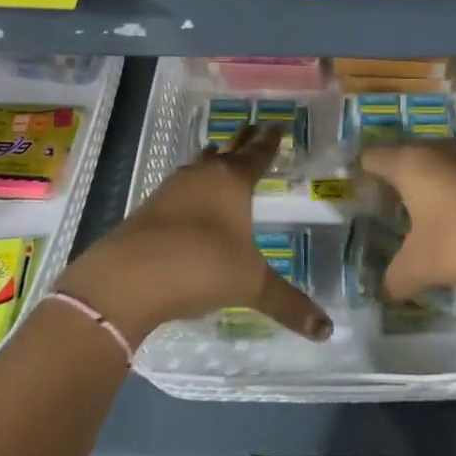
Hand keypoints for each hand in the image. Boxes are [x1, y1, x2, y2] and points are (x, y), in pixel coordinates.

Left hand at [57, 125, 331, 346]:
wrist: (128, 277)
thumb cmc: (201, 266)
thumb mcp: (250, 286)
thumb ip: (288, 304)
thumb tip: (327, 329)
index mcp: (233, 182)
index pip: (258, 154)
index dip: (270, 141)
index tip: (277, 125)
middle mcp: (203, 176)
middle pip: (228, 150)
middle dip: (243, 140)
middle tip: (254, 127)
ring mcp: (172, 189)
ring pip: (199, 165)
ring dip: (212, 159)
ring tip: (221, 155)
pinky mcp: (149, 208)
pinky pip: (179, 186)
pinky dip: (191, 185)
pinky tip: (191, 198)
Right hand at [360, 139, 455, 303]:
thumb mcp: (419, 267)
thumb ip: (395, 277)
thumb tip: (385, 291)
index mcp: (410, 163)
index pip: (373, 157)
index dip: (361, 173)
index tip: (355, 193)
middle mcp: (438, 150)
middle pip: (404, 155)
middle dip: (394, 178)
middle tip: (384, 206)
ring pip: (436, 163)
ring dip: (427, 184)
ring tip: (419, 214)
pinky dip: (453, 191)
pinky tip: (455, 220)